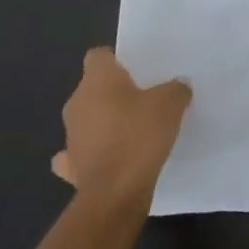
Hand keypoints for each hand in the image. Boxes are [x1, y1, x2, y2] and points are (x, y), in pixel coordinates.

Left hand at [51, 49, 190, 213]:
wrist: (115, 192)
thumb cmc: (139, 135)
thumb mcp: (171, 104)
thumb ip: (175, 89)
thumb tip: (177, 86)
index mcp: (97, 80)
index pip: (98, 56)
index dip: (116, 60)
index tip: (136, 70)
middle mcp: (77, 102)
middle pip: (92, 88)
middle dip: (113, 94)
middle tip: (142, 101)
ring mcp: (70, 136)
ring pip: (86, 120)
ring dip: (103, 124)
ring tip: (132, 132)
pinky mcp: (71, 167)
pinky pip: (80, 154)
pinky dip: (93, 154)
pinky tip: (110, 159)